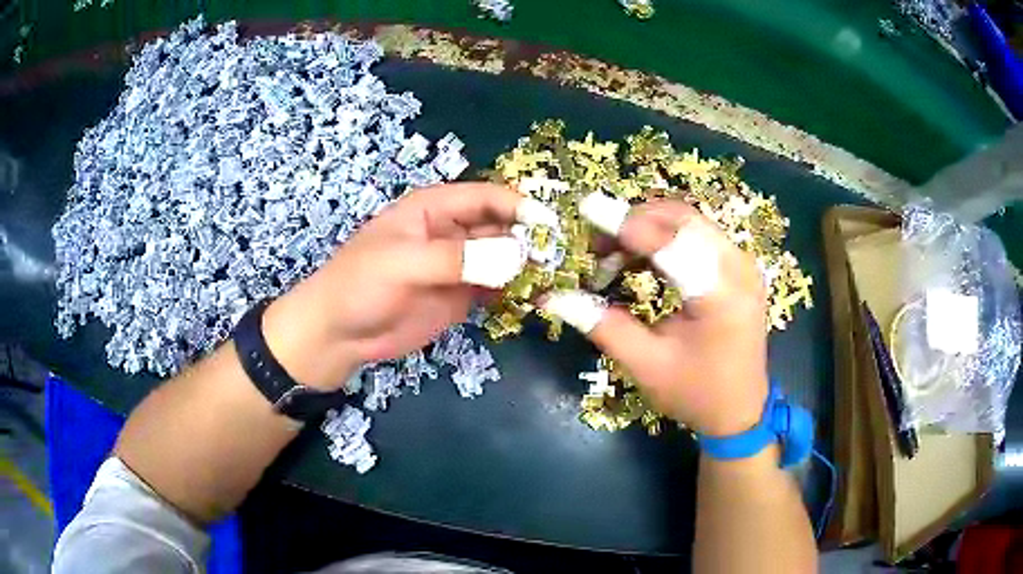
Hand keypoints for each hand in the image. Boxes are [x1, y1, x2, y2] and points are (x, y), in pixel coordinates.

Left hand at [263, 183, 539, 390]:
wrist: (338, 334)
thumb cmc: (360, 286)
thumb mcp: (403, 263)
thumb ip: (456, 258)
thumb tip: (516, 257)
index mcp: (435, 208)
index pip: (487, 197)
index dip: (520, 206)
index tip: (552, 226)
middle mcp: (453, 231)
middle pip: (503, 226)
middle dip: (532, 238)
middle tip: (565, 258)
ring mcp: (460, 265)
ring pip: (505, 257)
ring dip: (530, 265)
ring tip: (561, 278)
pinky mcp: (463, 295)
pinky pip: (498, 287)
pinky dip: (518, 290)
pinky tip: (539, 298)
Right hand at [543, 197, 768, 435]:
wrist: (739, 411)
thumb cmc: (695, 393)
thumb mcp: (646, 365)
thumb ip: (603, 326)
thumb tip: (553, 297)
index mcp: (720, 294)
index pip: (671, 242)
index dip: (626, 224)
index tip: (586, 212)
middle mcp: (738, 267)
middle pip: (682, 219)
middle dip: (634, 221)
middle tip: (597, 244)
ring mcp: (742, 264)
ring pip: (689, 221)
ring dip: (648, 227)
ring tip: (613, 253)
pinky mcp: (739, 268)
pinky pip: (698, 235)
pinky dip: (665, 238)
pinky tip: (642, 259)